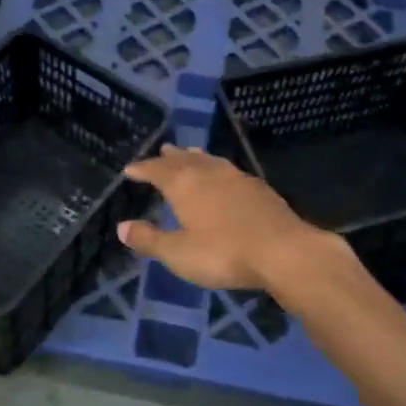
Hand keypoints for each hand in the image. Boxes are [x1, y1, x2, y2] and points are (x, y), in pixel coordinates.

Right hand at [118, 146, 339, 292]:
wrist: (283, 251)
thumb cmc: (223, 253)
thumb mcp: (178, 253)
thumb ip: (149, 239)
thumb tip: (121, 227)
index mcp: (184, 184)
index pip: (156, 170)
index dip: (142, 169)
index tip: (130, 168)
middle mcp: (208, 172)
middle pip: (184, 159)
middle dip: (169, 157)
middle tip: (161, 152)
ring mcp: (236, 177)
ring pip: (209, 160)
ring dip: (195, 157)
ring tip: (188, 153)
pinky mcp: (258, 188)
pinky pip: (228, 169)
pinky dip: (216, 167)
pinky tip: (223, 176)